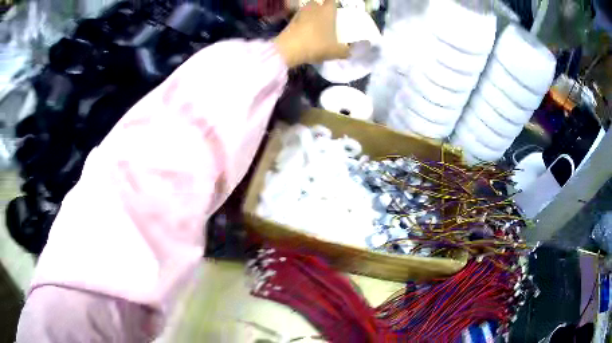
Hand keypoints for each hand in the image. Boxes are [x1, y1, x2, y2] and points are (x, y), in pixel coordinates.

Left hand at [274, 0, 349, 66]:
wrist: (289, 49)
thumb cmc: (316, 45)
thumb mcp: (335, 52)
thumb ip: (344, 51)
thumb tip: (348, 52)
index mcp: (327, 11)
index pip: (332, 1)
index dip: (334, 5)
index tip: (336, 11)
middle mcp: (313, 8)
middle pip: (317, 4)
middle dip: (320, 9)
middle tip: (325, 19)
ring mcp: (299, 14)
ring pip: (306, 11)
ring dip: (310, 17)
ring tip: (314, 28)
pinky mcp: (289, 22)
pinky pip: (299, 21)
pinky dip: (302, 25)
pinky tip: (305, 35)